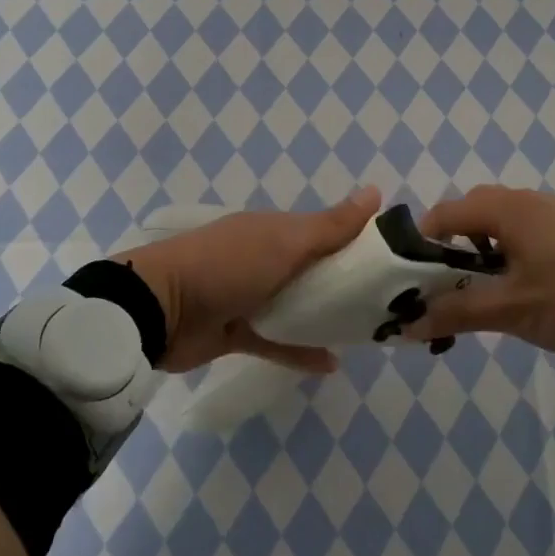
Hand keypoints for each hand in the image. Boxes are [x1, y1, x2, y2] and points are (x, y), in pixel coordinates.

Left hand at [114, 188, 380, 373]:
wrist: (160, 309)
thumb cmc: (229, 265)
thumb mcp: (285, 241)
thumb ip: (331, 226)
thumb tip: (376, 192)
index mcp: (276, 230)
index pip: (326, 231)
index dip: (358, 241)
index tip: (394, 259)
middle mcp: (266, 258)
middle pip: (314, 270)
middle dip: (347, 283)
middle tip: (389, 302)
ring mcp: (250, 295)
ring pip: (298, 305)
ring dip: (326, 317)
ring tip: (365, 331)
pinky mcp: (238, 332)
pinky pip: (278, 341)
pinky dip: (301, 351)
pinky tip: (332, 364)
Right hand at [412, 186, 554, 354]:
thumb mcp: (510, 309)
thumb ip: (457, 313)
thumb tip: (408, 326)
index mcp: (503, 208)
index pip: (442, 215)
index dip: (420, 247)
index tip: (414, 284)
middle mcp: (523, 200)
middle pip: (468, 216)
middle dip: (450, 251)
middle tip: (448, 289)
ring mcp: (550, 213)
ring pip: (497, 225)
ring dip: (479, 254)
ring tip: (482, 294)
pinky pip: (522, 232)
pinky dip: (507, 254)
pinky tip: (518, 288)